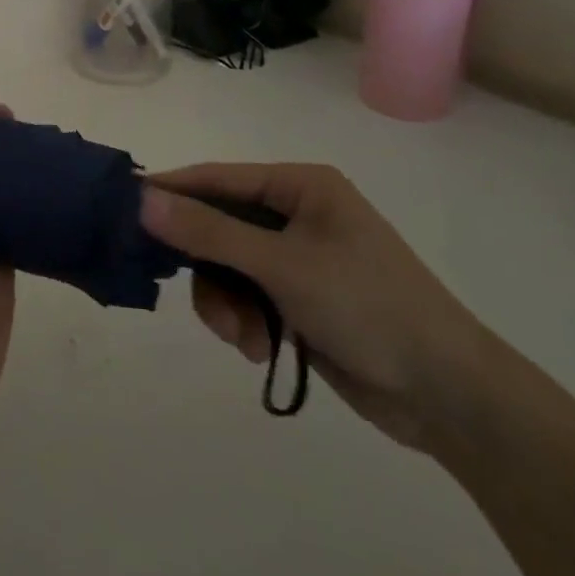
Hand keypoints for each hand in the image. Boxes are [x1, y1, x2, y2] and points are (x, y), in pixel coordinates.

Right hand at [140, 163, 495, 450]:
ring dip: (223, 302)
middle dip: (204, 265)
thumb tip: (141, 198)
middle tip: (180, 288)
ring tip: (240, 337)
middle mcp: (296, 214)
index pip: (217, 178)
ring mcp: (298, 257)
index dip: (171, 191)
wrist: (450, 397)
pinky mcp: (299, 298)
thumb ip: (208, 232)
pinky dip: (242, 320)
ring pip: (226, 266)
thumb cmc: (368, 307)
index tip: (124, 209)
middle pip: (217, 225)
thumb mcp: (281, 265)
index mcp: (300, 187)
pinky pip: (246, 295)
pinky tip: (257, 347)